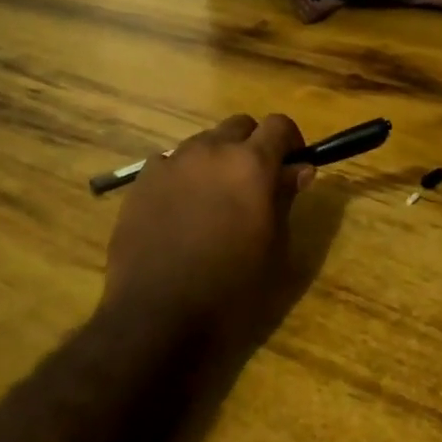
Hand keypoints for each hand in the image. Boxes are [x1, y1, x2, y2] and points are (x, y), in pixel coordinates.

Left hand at [102, 114, 313, 350]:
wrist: (157, 316)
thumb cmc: (230, 289)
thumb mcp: (274, 247)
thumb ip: (285, 198)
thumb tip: (299, 168)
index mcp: (251, 164)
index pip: (279, 124)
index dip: (290, 141)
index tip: (291, 165)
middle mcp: (211, 150)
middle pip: (239, 125)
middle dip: (252, 145)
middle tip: (253, 182)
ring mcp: (172, 161)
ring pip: (203, 141)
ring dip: (216, 158)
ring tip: (214, 198)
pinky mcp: (142, 180)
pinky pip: (170, 162)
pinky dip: (182, 175)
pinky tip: (180, 209)